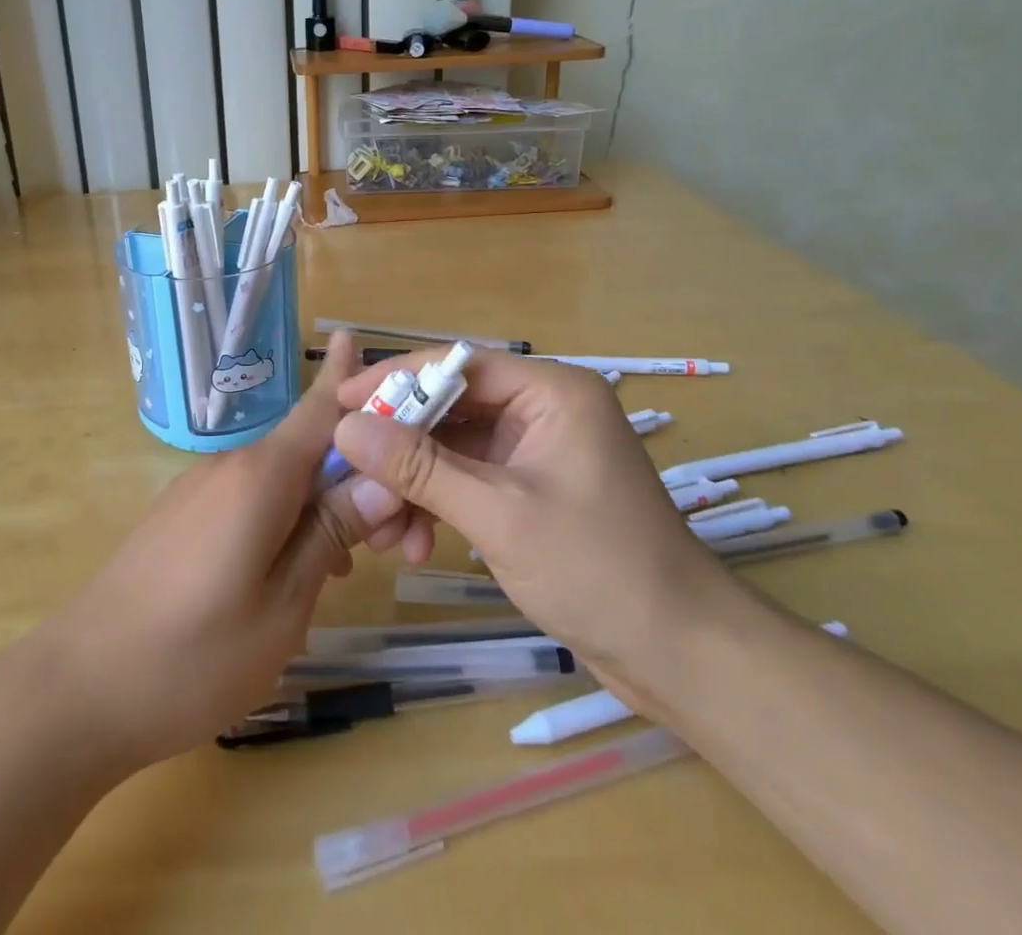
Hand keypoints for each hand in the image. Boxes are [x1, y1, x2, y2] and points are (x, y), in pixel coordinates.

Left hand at [27, 333, 406, 771]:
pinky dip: (282, 522)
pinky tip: (287, 578)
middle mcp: (230, 467)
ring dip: (318, 508)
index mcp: (261, 475)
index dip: (347, 376)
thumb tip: (381, 478)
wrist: (79, 689)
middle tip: (396, 540)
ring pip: (279, 481)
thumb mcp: (284, 603)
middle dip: (354, 478)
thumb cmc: (194, 655)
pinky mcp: (180, 517)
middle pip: (307, 450)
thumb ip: (331, 532)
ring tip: (342, 570)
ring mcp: (199, 491)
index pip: (319, 408)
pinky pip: (248, 502)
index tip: (362, 339)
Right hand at [332, 350, 734, 688]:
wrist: (681, 656)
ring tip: (385, 530)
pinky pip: (468, 478)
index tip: (340, 403)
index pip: (457, 365)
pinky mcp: (530, 487)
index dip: (394, 380)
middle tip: (353, 476)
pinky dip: (438, 504)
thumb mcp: (498, 514)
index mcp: (551, 391)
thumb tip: (346, 429)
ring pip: (453, 448)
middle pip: (450, 408)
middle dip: (401, 448)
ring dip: (415, 484)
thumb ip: (420, 468)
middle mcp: (543, 408)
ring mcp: (536, 449)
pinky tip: (415, 544)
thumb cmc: (598, 570)